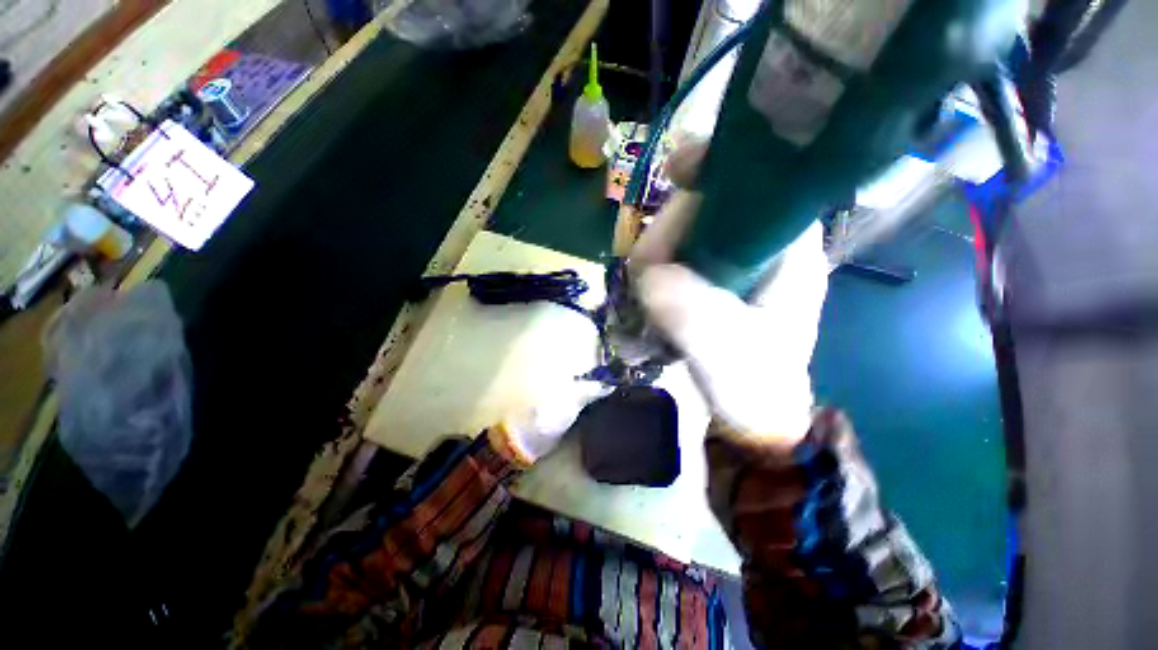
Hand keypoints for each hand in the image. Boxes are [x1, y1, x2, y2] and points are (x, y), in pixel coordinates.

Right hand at [633, 141, 829, 444]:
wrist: (749, 414)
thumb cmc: (754, 384)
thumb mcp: (727, 351)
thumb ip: (692, 311)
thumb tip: (650, 273)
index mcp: (787, 248)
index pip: (761, 179)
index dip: (720, 165)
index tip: (678, 172)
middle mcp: (761, 243)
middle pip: (708, 201)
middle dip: (670, 229)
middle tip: (650, 272)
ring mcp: (731, 260)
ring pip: (683, 228)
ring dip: (657, 253)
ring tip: (652, 294)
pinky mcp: (708, 276)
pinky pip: (673, 252)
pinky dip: (655, 265)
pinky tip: (654, 291)